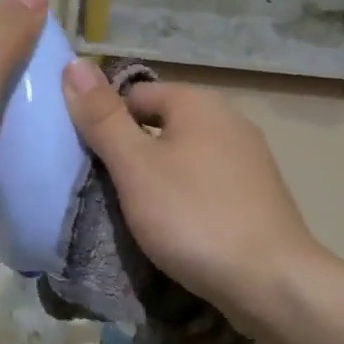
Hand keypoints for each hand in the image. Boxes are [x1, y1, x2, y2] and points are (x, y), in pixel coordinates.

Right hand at [62, 61, 314, 319]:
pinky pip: (207, 184)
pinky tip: (178, 227)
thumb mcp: (135, 166)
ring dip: (158, 178)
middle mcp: (229, 120)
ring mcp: (250, 159)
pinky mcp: (258, 195)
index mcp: (198, 103)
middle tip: (108, 191)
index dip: (106, 122)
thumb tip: (74, 63)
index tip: (89, 162)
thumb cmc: (192, 216)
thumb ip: (103, 118)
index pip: (135, 94)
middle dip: (131, 153)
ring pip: (185, 157)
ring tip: (138, 213)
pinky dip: (186, 199)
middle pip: (161, 124)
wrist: (269, 280)